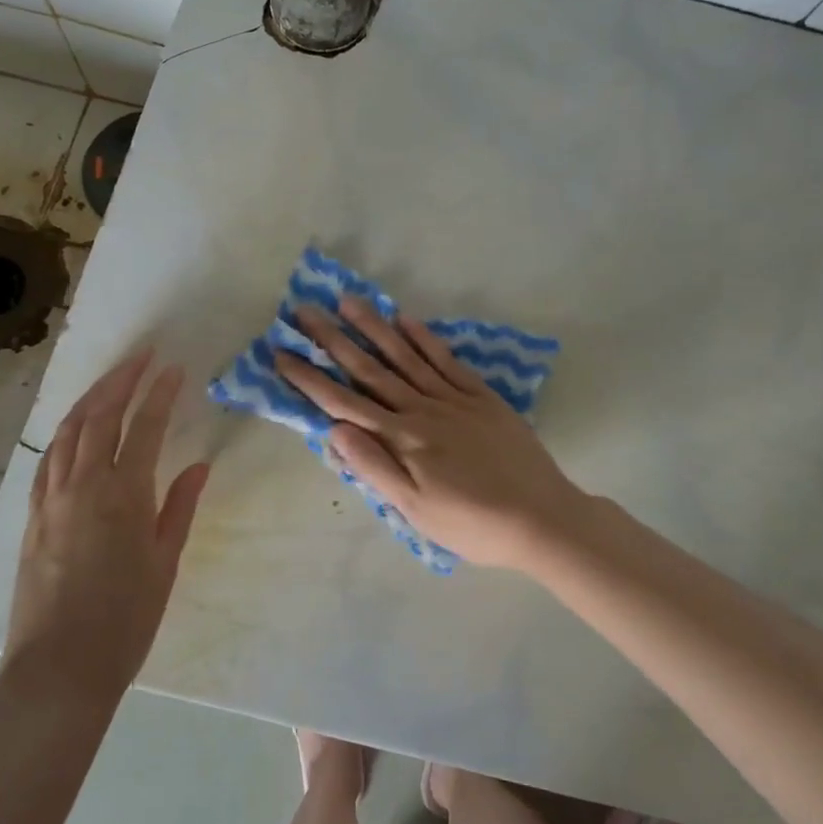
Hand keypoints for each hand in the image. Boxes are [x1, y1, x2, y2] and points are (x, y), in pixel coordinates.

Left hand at [0, 350, 210, 708]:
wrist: (58, 670)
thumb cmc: (125, 620)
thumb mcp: (164, 563)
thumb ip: (179, 507)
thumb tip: (197, 466)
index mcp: (123, 495)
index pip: (143, 427)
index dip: (160, 394)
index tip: (174, 369)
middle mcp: (83, 485)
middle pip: (100, 416)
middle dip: (122, 380)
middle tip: (143, 356)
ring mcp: (52, 499)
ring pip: (69, 431)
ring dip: (91, 398)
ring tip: (112, 379)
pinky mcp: (34, 516)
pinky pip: (48, 459)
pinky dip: (65, 433)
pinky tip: (75, 428)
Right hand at [275, 298, 591, 571]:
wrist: (541, 517)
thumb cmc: (472, 523)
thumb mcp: (416, 510)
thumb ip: (374, 467)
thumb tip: (333, 429)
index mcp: (401, 439)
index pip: (343, 402)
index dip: (309, 377)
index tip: (281, 352)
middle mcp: (421, 409)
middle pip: (369, 368)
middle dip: (333, 338)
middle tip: (304, 309)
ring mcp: (453, 397)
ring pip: (405, 355)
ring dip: (374, 326)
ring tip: (348, 300)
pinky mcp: (481, 395)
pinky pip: (446, 360)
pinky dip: (424, 338)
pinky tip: (406, 318)